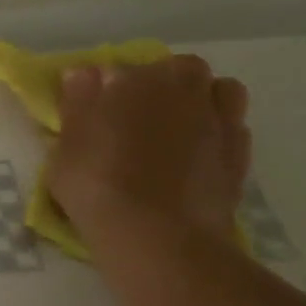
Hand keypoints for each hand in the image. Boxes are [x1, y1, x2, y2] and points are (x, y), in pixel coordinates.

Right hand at [44, 54, 251, 245]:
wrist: (158, 236)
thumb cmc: (98, 185)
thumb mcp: (65, 147)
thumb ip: (77, 104)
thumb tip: (84, 72)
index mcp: (137, 80)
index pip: (120, 69)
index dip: (108, 87)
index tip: (96, 110)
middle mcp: (185, 90)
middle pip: (181, 70)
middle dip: (164, 83)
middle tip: (139, 116)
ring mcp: (220, 122)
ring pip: (221, 92)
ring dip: (203, 100)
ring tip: (178, 129)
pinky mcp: (240, 156)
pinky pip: (234, 129)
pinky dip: (218, 134)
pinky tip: (198, 157)